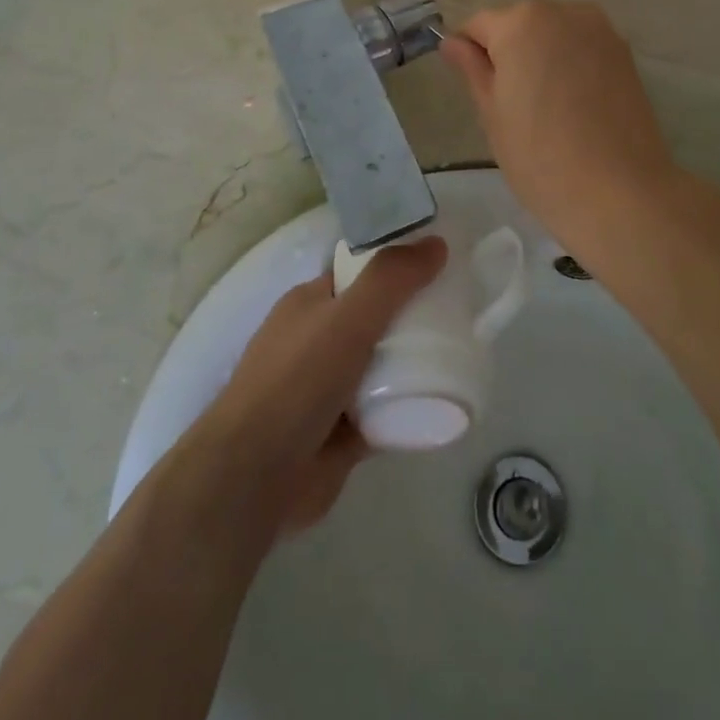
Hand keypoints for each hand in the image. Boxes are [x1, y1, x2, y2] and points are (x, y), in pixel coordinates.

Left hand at [190, 238, 445, 534]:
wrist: (255, 475)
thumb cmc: (296, 380)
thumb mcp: (346, 317)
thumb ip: (390, 280)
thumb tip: (436, 244)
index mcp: (310, 303)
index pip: (361, 273)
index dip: (398, 266)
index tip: (441, 266)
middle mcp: (318, 340)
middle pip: (377, 319)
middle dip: (414, 316)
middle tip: (464, 313)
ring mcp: (329, 388)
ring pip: (383, 366)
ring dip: (415, 364)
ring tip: (464, 353)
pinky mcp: (343, 433)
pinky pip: (387, 411)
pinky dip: (411, 408)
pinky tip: (447, 403)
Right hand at [440, 1, 684, 259]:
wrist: (621, 194)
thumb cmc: (540, 157)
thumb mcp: (492, 114)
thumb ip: (472, 69)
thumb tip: (453, 43)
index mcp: (522, 22)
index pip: (478, 26)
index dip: (470, 56)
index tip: (475, 91)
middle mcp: (564, 12)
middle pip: (520, 25)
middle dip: (509, 54)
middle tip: (511, 106)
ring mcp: (601, 31)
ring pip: (554, 36)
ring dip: (542, 59)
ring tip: (546, 109)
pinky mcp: (626, 55)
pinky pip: (583, 50)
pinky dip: (571, 68)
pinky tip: (575, 109)